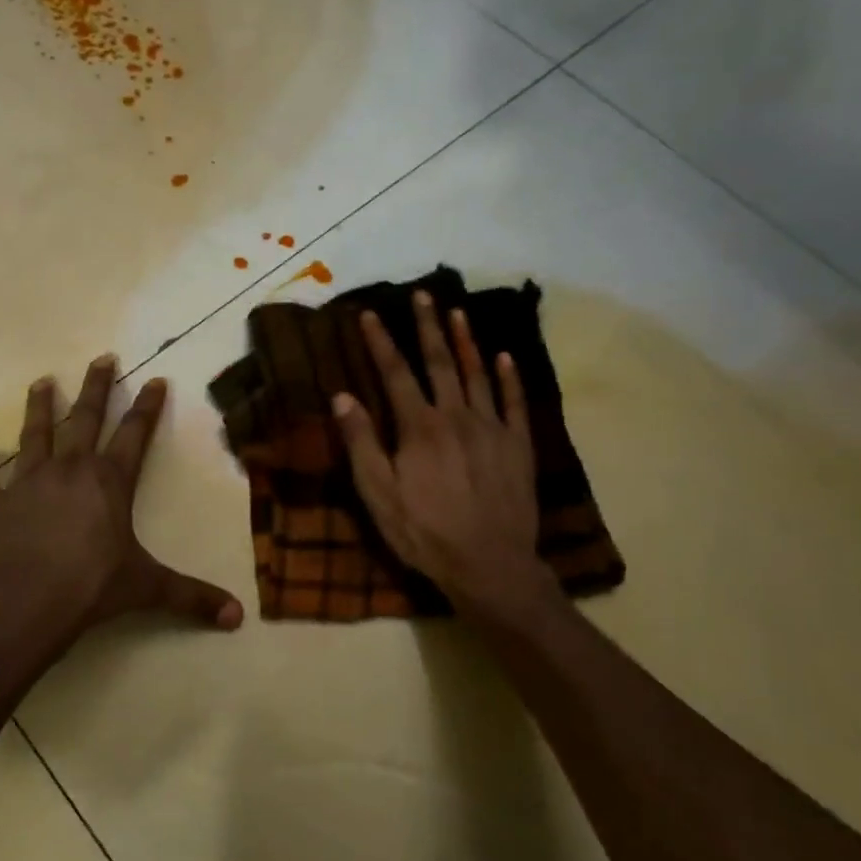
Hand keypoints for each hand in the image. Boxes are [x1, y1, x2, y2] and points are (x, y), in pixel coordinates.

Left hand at [0, 355, 243, 639]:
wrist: (24, 601)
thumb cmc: (91, 587)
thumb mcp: (148, 589)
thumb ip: (192, 598)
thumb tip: (239, 618)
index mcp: (109, 482)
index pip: (135, 434)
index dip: (147, 407)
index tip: (154, 379)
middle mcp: (70, 470)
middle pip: (85, 418)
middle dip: (96, 388)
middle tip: (101, 358)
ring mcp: (29, 483)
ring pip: (35, 435)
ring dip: (38, 408)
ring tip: (41, 382)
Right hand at [332, 292, 548, 612]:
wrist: (490, 565)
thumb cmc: (425, 533)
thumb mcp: (379, 495)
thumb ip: (362, 443)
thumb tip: (342, 396)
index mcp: (419, 428)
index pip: (395, 374)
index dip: (380, 342)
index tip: (369, 314)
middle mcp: (456, 416)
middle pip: (440, 363)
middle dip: (428, 327)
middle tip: (423, 295)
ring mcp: (492, 428)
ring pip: (478, 374)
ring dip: (466, 341)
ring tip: (457, 312)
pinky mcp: (518, 446)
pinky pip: (515, 403)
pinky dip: (509, 378)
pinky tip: (505, 357)